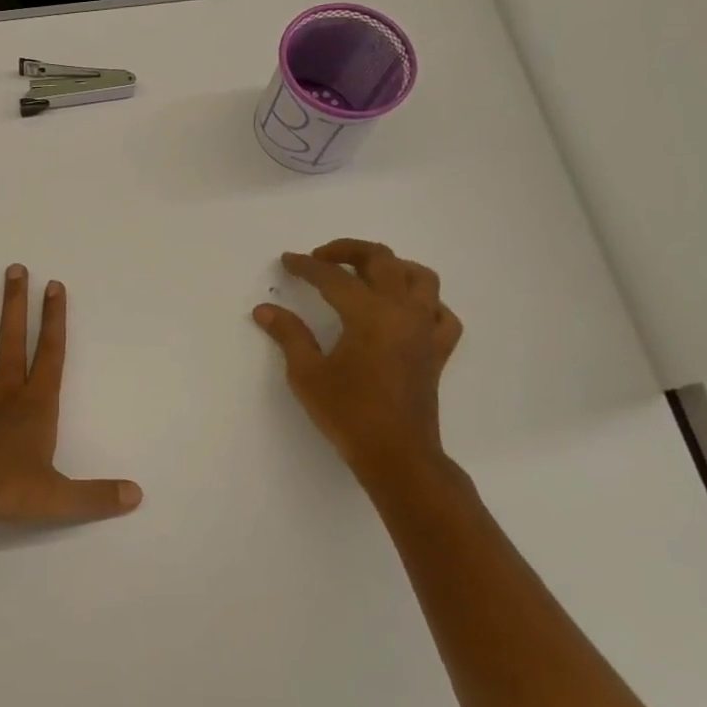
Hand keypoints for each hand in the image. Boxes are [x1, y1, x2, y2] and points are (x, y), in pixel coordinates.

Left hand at [0, 265, 141, 525]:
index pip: (50, 355)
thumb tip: (136, 496)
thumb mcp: (59, 497)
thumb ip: (97, 496)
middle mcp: (4, 394)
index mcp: (35, 407)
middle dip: (16, 305)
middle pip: (12, 341)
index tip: (54, 286)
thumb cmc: (7, 488)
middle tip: (16, 268)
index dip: (54, 320)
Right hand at [252, 240, 463, 491]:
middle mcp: (402, 311)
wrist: (397, 455)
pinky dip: (425, 303)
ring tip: (365, 275)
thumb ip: (288, 334)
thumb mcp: (307, 374)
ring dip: (391, 267)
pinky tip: (405, 311)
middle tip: (321, 258)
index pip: (333, 277)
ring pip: (420, 277)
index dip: (306, 266)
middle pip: (381, 260)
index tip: (288, 261)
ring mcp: (425, 329)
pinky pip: (442, 313)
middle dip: (348, 250)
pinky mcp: (438, 350)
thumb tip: (265, 309)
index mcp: (369, 314)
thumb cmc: (348, 414)